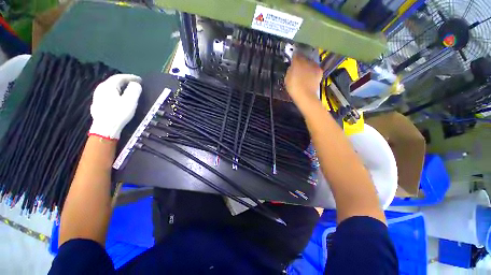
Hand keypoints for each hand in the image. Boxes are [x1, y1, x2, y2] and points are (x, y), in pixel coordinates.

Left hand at [89, 74, 141, 139]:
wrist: (105, 128)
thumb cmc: (119, 114)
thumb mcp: (130, 101)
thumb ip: (134, 90)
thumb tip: (135, 84)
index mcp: (108, 86)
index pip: (120, 77)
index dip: (131, 77)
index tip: (140, 79)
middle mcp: (101, 89)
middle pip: (114, 81)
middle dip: (125, 81)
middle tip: (135, 84)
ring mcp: (97, 96)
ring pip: (110, 88)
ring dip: (120, 87)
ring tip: (128, 90)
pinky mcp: (98, 104)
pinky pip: (108, 94)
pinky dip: (116, 93)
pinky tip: (119, 98)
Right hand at [285, 54, 322, 103]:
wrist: (305, 95)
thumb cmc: (293, 88)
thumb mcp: (286, 79)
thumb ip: (289, 70)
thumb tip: (292, 67)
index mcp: (296, 62)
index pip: (295, 55)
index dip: (293, 58)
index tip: (292, 61)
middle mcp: (306, 61)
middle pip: (304, 58)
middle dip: (301, 61)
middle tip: (298, 68)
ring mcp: (314, 65)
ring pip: (310, 62)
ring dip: (307, 65)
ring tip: (304, 72)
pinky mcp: (320, 71)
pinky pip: (315, 68)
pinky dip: (312, 70)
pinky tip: (310, 76)